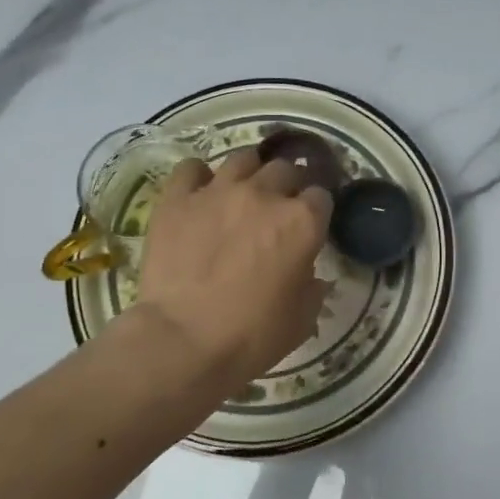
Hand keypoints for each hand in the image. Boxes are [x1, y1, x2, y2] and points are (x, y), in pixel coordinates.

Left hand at [126, 147, 332, 400]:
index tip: (310, 225)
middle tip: (277, 209)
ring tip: (242, 193)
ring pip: (243, 158)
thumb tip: (310, 275)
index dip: (316, 210)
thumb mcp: (302, 319)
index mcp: (302, 222)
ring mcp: (219, 191)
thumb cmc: (251, 336)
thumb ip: (312, 287)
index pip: (321, 196)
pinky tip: (199, 193)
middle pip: (286, 169)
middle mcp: (264, 194)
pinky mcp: (178, 198)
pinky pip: (191, 168)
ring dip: (250, 172)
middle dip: (287, 186)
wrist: (183, 340)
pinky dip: (198, 177)